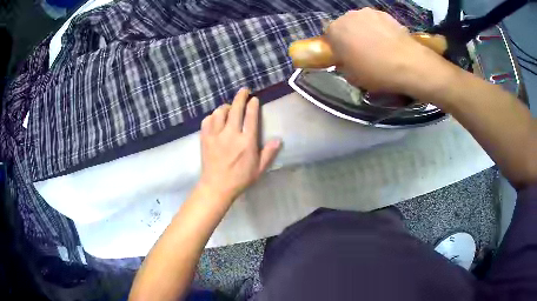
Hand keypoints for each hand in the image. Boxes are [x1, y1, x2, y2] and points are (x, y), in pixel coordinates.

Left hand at [198, 88, 281, 202]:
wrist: (216, 187)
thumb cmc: (240, 179)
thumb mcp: (259, 169)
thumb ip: (269, 153)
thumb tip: (278, 139)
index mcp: (246, 142)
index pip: (251, 117)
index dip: (253, 105)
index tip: (254, 99)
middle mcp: (231, 134)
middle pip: (236, 109)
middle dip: (241, 97)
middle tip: (244, 90)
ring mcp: (216, 135)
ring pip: (220, 112)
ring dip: (226, 107)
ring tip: (230, 108)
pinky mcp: (205, 138)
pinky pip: (207, 120)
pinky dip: (212, 116)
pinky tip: (216, 119)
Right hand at [325, 8, 451, 96]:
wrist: (408, 64)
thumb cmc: (376, 72)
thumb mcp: (352, 77)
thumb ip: (343, 65)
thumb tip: (345, 60)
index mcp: (335, 30)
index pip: (330, 36)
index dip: (337, 47)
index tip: (346, 56)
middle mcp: (349, 16)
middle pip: (346, 26)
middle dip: (351, 36)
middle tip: (362, 51)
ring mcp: (368, 12)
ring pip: (362, 22)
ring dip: (365, 31)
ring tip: (378, 46)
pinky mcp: (385, 14)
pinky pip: (377, 21)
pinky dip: (379, 29)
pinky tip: (389, 41)